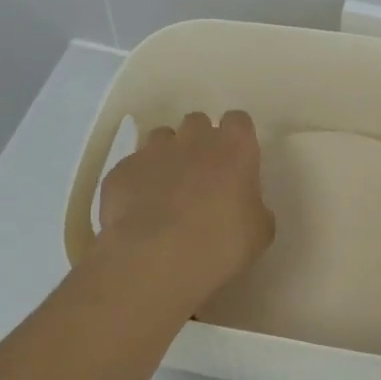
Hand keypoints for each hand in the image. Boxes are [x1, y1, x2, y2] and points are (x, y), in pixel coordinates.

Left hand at [97, 110, 275, 307]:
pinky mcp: (121, 170)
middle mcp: (193, 139)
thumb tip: (246, 205)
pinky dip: (138, 181)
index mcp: (234, 148)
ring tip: (167, 189)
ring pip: (161, 138)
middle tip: (202, 174)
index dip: (237, 137)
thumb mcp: (259, 231)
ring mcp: (153, 151)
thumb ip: (255, 207)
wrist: (156, 259)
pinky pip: (133, 166)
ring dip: (167, 155)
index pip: (239, 121)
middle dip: (199, 141)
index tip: (236, 159)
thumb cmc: (221, 244)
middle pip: (197, 122)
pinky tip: (139, 209)